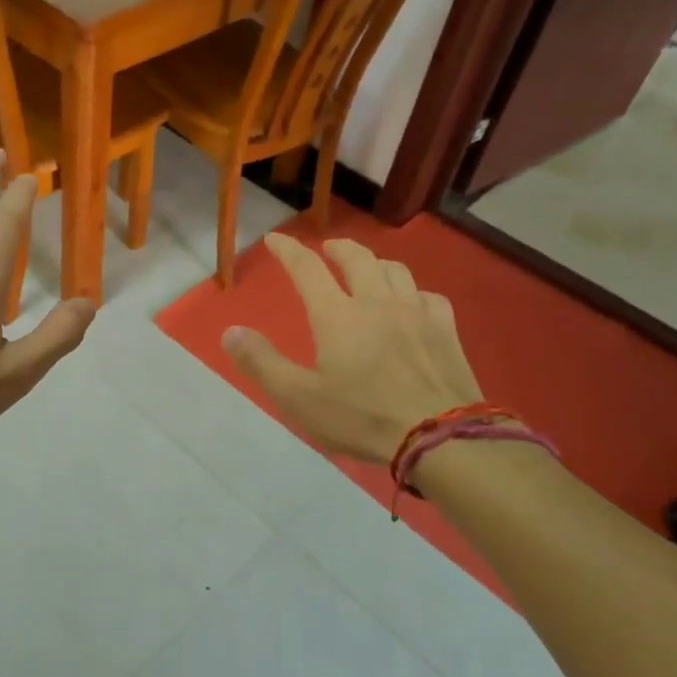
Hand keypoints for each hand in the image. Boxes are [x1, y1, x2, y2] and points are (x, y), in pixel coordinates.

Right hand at [223, 233, 481, 465]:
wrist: (440, 437)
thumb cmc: (362, 418)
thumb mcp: (299, 398)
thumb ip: (262, 363)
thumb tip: (230, 331)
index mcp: (338, 315)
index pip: (307, 269)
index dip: (288, 250)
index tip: (275, 238)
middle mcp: (377, 302)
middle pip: (357, 258)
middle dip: (337, 248)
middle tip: (327, 249)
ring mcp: (416, 313)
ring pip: (395, 270)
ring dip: (375, 264)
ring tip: (368, 270)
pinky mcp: (445, 330)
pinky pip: (429, 296)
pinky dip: (413, 292)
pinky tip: (413, 303)